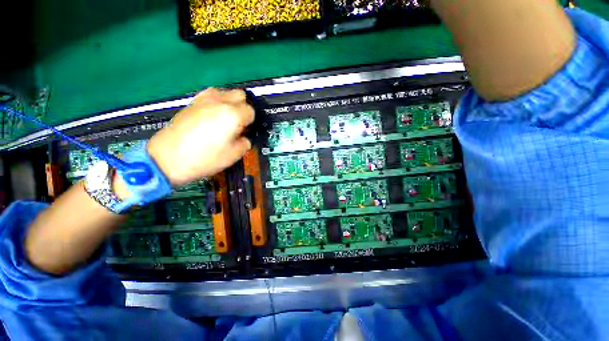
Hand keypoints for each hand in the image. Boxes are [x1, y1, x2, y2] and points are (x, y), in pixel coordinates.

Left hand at [147, 88, 254, 185]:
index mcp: (233, 115)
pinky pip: (211, 95)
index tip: (245, 131)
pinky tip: (212, 116)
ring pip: (226, 92)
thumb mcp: (234, 155)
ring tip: (225, 118)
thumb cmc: (205, 158)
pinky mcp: (192, 102)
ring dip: (230, 103)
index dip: (250, 122)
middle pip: (241, 95)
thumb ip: (245, 142)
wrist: (168, 158)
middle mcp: (220, 102)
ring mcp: (204, 99)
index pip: (251, 111)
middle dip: (243, 108)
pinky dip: (216, 102)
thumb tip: (243, 137)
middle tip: (238, 124)